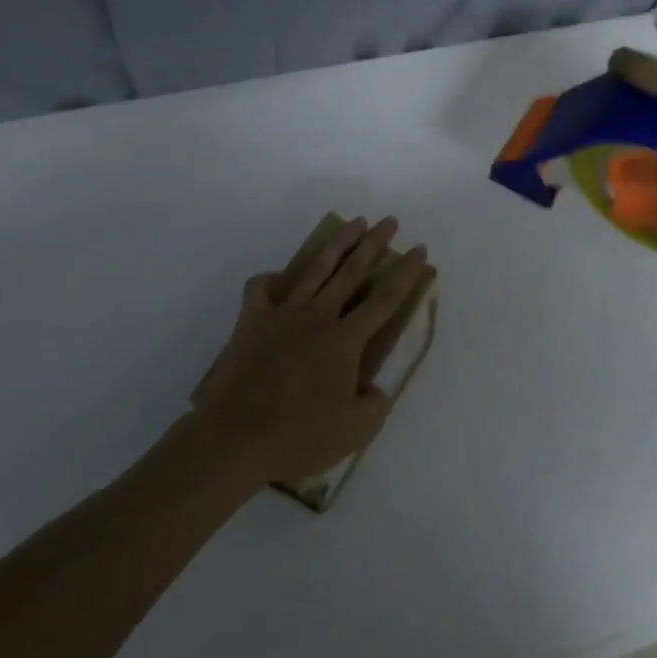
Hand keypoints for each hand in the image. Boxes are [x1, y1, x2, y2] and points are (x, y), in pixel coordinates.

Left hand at [191, 216, 430, 486]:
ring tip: (352, 224)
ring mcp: (283, 314)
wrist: (236, 436)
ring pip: (315, 268)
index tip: (420, 249)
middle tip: (389, 221)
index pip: (386, 298)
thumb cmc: (300, 435)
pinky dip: (270, 279)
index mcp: (346, 339)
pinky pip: (260, 289)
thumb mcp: (356, 431)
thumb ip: (375, 405)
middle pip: (352, 271)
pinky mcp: (251, 321)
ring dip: (337, 243)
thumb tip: (375, 389)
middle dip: (375, 243)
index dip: (406, 273)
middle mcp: (319, 316)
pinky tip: (278, 280)